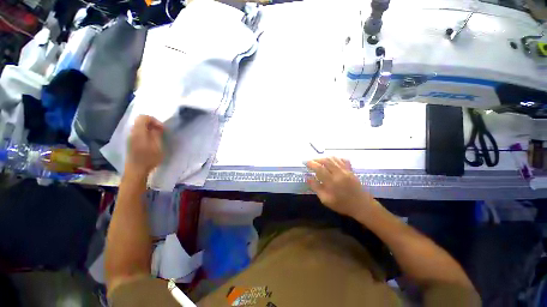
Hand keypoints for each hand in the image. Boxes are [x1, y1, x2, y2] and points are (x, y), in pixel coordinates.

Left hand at [126, 115, 164, 175]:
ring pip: (139, 127)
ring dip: (149, 129)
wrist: (136, 170)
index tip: (162, 128)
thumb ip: (156, 134)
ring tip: (157, 136)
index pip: (143, 117)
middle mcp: (132, 132)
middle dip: (152, 124)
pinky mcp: (131, 143)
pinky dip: (146, 133)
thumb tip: (157, 127)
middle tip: (161, 131)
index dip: (154, 120)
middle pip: (140, 121)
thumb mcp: (157, 146)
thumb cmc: (149, 158)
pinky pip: (138, 133)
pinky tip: (152, 141)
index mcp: (138, 132)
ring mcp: (130, 138)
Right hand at [306, 157, 374, 217]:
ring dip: (324, 158)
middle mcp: (339, 173)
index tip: (305, 162)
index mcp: (332, 182)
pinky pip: (342, 159)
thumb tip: (307, 177)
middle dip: (316, 159)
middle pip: (326, 160)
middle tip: (310, 161)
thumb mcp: (325, 200)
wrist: (362, 205)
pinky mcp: (351, 170)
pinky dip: (335, 158)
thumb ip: (316, 188)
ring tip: (318, 161)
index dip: (311, 164)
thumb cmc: (342, 204)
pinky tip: (331, 161)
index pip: (319, 168)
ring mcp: (346, 170)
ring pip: (333, 158)